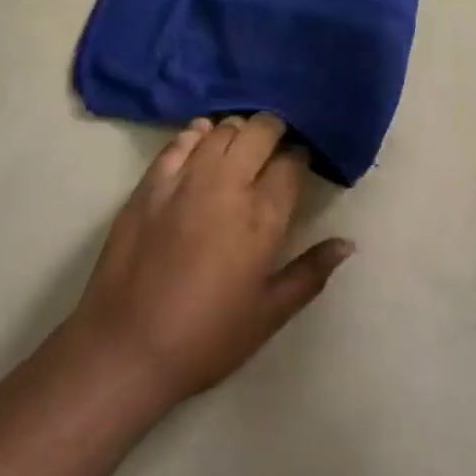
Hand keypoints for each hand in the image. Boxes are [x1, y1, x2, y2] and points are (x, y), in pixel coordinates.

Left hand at [67, 115, 353, 403]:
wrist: (127, 346)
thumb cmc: (207, 337)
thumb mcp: (269, 315)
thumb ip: (311, 273)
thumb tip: (347, 243)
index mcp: (262, 216)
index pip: (292, 162)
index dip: (301, 156)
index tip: (301, 163)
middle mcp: (228, 184)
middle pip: (260, 130)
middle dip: (274, 130)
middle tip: (274, 148)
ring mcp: (186, 178)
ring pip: (223, 129)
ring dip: (238, 131)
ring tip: (240, 147)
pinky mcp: (152, 181)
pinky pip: (181, 139)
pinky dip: (198, 133)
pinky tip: (203, 140)